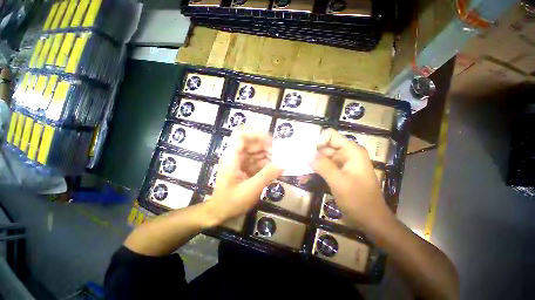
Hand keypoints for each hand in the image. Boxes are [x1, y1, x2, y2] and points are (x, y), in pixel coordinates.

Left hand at [207, 127, 283, 224]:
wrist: (220, 212)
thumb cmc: (231, 202)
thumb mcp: (250, 189)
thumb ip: (267, 175)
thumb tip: (283, 163)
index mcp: (231, 157)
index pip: (241, 134)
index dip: (256, 133)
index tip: (271, 141)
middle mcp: (235, 155)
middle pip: (251, 141)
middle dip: (266, 146)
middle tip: (279, 156)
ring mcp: (240, 160)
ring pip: (256, 150)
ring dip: (268, 155)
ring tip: (278, 164)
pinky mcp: (245, 166)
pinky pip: (257, 159)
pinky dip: (266, 163)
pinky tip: (273, 170)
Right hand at [309, 128, 388, 227]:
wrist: (371, 220)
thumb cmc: (358, 200)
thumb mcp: (339, 182)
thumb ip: (322, 166)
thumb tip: (306, 154)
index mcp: (351, 151)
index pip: (330, 136)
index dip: (317, 141)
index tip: (306, 152)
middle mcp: (347, 154)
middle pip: (325, 146)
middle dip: (312, 153)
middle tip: (297, 162)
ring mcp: (343, 164)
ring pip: (323, 158)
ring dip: (312, 164)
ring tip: (299, 171)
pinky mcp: (339, 173)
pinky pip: (325, 168)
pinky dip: (316, 171)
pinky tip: (305, 178)